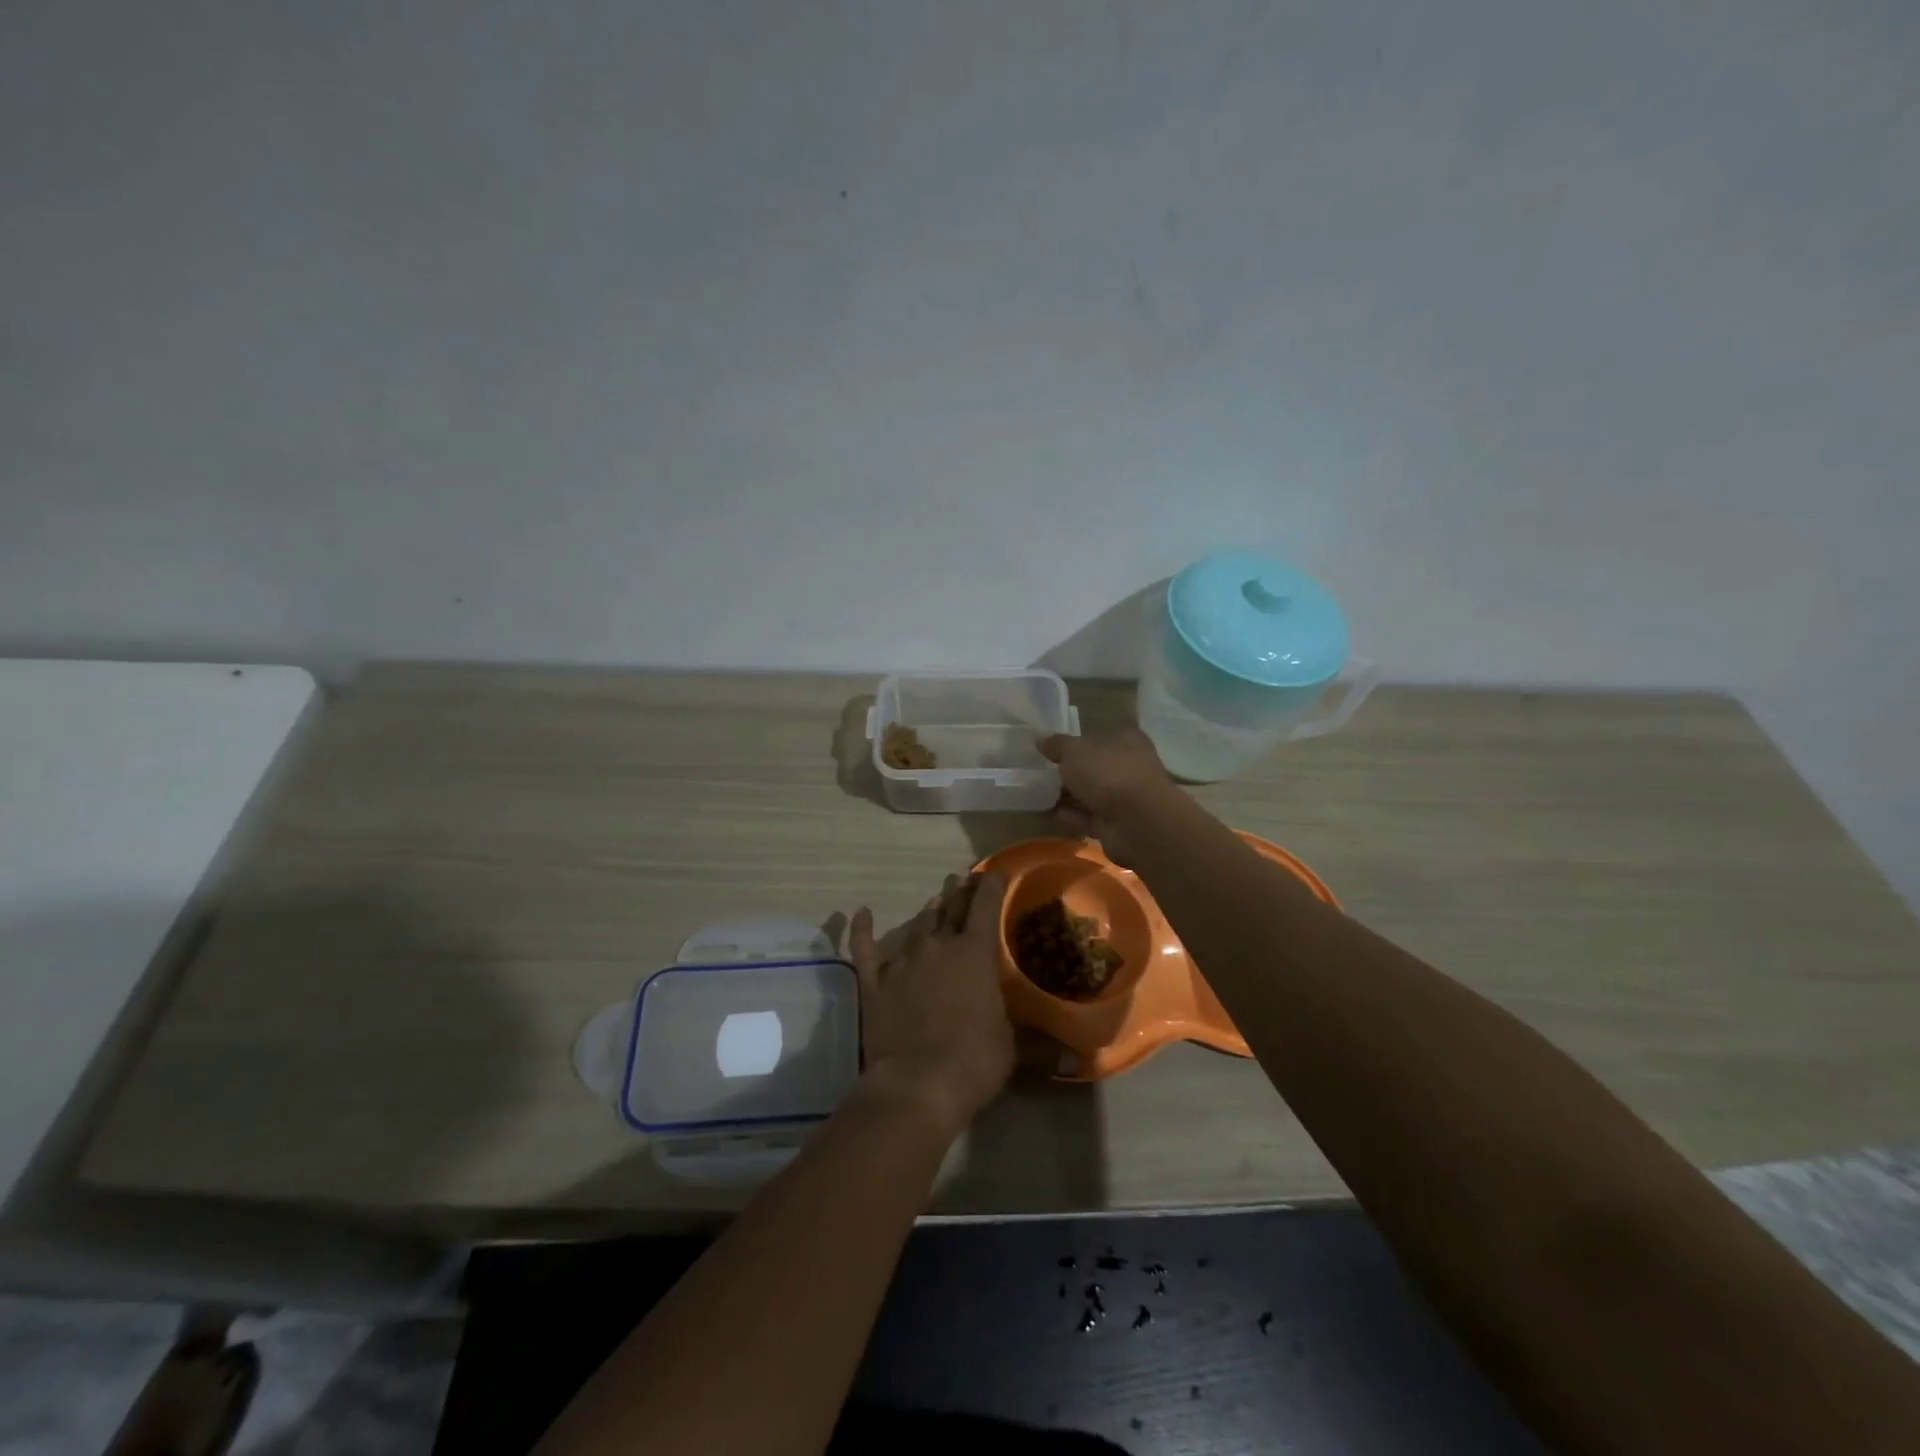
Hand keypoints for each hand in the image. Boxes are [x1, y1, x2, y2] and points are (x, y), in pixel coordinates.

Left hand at [847, 874, 1015, 1140]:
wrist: (916, 1084)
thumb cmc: (974, 1061)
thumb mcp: (1011, 1047)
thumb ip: (1032, 1040)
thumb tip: (1068, 1060)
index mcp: (975, 953)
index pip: (986, 906)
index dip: (992, 886)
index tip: (995, 873)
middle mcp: (939, 947)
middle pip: (950, 910)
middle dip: (959, 893)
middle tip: (961, 880)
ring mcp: (903, 962)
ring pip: (917, 926)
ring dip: (928, 912)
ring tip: (934, 901)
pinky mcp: (874, 983)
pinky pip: (865, 949)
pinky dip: (862, 930)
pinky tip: (861, 913)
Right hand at [1038, 728, 1179, 863]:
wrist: (1138, 823)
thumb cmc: (1108, 774)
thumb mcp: (1074, 751)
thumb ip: (1057, 745)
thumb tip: (1041, 740)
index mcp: (1125, 739)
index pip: (1097, 736)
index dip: (1074, 742)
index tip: (1049, 750)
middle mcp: (1129, 765)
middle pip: (1093, 767)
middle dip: (1069, 772)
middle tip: (1040, 774)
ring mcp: (1125, 797)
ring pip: (1091, 794)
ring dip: (1068, 796)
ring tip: (1039, 795)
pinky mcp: (1118, 824)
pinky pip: (1090, 817)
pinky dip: (1073, 816)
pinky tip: (1052, 815)